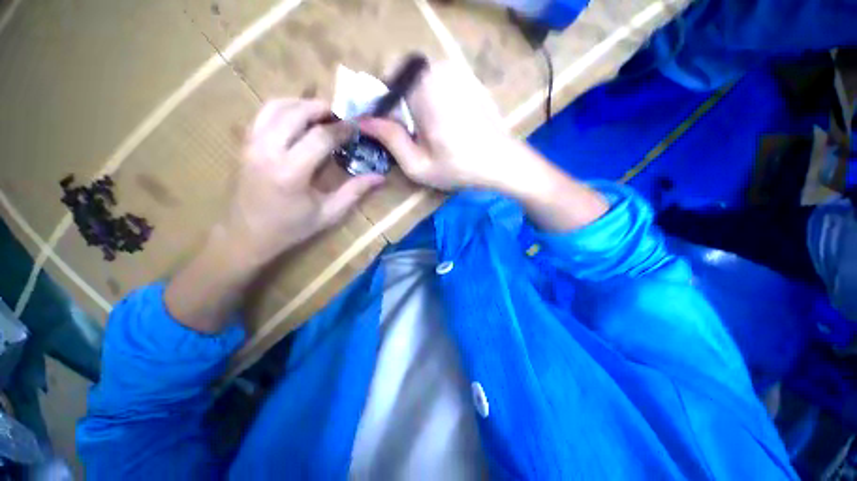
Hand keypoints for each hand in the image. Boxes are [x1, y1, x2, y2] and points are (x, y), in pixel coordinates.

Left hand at [221, 99, 383, 264]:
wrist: (245, 235)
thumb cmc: (291, 228)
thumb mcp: (329, 214)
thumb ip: (354, 192)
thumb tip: (380, 177)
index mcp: (291, 172)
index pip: (320, 137)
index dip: (342, 129)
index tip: (356, 128)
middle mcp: (268, 151)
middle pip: (296, 113)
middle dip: (321, 109)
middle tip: (339, 116)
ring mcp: (251, 144)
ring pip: (275, 106)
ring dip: (300, 104)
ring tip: (320, 113)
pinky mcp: (244, 144)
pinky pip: (262, 114)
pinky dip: (283, 108)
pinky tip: (297, 118)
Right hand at [358, 61, 545, 194]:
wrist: (503, 162)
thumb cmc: (459, 167)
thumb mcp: (418, 164)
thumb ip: (389, 139)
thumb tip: (363, 120)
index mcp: (423, 86)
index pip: (384, 78)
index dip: (379, 103)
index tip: (385, 126)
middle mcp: (440, 68)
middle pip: (402, 75)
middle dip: (397, 102)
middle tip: (408, 132)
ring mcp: (457, 70)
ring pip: (419, 78)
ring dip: (414, 101)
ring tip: (427, 130)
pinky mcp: (468, 78)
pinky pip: (438, 81)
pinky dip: (432, 98)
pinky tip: (444, 123)